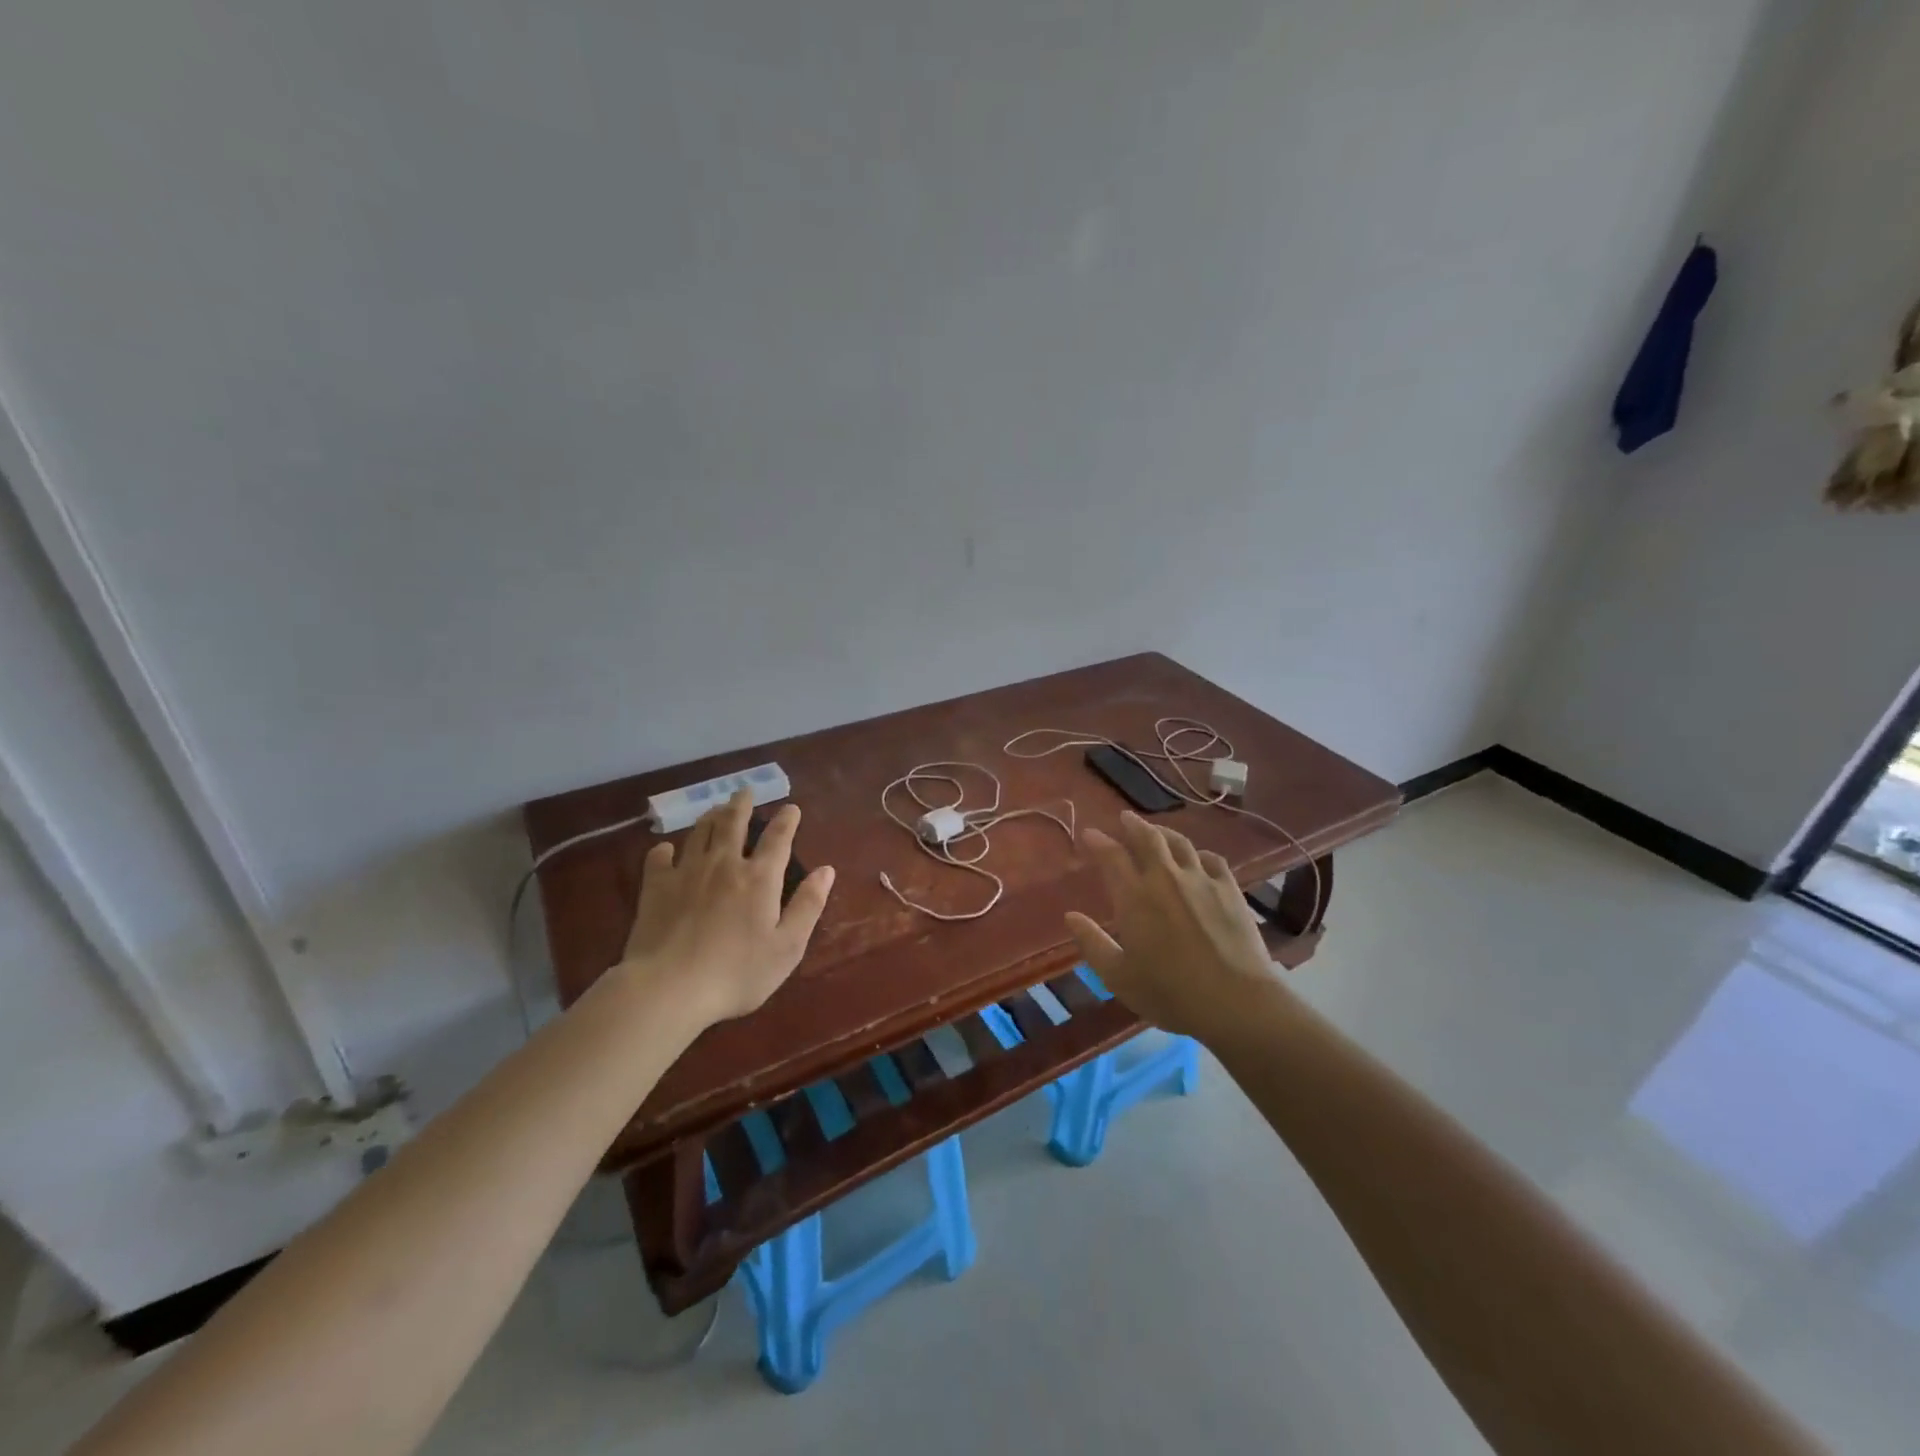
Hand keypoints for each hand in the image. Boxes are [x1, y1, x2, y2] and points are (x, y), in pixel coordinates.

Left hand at [619, 790, 834, 1026]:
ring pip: (699, 833)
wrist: (669, 987)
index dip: (787, 820)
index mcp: (760, 878)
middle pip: (733, 824)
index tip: (791, 807)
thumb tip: (827, 870)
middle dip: (741, 805)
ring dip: (710, 817)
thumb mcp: (787, 946)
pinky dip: (664, 850)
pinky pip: (659, 859)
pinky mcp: (655, 888)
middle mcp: (724, 864)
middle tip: (745, 791)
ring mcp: (687, 873)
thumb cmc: (737, 972)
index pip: (778, 839)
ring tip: (715, 810)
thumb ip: (808, 905)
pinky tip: (666, 850)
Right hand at [1065, 811, 1286, 1042]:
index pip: (1111, 856)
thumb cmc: (1169, 993)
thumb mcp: (1119, 977)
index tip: (1090, 834)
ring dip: (1164, 832)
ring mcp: (1201, 880)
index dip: (1098, 841)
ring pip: (1180, 843)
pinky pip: (1212, 859)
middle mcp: (1165, 878)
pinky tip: (1198, 858)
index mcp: (1134, 897)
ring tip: (1157, 831)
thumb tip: (1071, 916)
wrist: (1236, 1001)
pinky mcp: (1230, 890)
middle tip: (1125, 818)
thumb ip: (1092, 943)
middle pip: (1148, 838)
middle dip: (1133, 824)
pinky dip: (1199, 854)